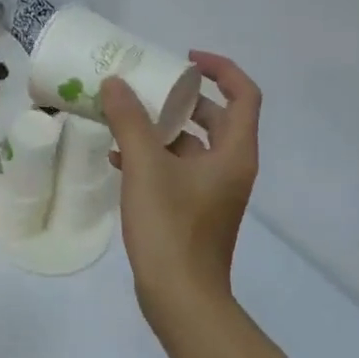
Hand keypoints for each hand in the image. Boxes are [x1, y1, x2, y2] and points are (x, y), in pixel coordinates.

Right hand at [102, 52, 260, 321]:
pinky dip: (155, 158)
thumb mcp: (145, 167)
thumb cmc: (170, 228)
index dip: (220, 69)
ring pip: (193, 146)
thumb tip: (115, 83)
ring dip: (162, 129)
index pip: (244, 94)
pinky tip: (118, 159)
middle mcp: (231, 167)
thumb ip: (129, 121)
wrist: (180, 298)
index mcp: (234, 152)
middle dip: (182, 98)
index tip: (185, 59)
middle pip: (216, 118)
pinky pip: (178, 171)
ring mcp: (214, 192)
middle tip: (147, 86)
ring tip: (124, 118)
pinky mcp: (195, 211)